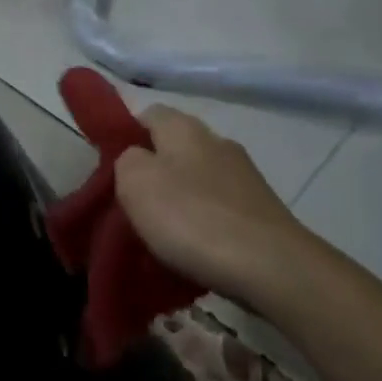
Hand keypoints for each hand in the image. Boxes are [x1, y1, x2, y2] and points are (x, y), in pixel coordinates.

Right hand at [113, 105, 318, 306]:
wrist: (272, 267)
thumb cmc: (192, 217)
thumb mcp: (135, 182)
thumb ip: (125, 160)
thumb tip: (136, 159)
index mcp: (184, 127)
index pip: (147, 114)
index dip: (125, 135)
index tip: (110, 168)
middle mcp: (218, 142)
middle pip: (173, 149)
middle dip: (152, 173)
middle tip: (130, 206)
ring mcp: (245, 176)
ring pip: (196, 180)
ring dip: (178, 201)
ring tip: (159, 235)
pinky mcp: (261, 211)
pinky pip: (218, 209)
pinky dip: (202, 225)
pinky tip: (193, 250)